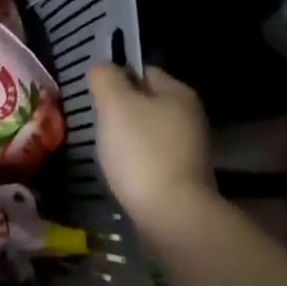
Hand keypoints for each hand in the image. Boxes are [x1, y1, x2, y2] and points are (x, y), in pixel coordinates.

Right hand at [88, 64, 213, 238]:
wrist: (172, 216)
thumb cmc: (142, 151)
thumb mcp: (115, 103)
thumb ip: (105, 78)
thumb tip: (102, 69)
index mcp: (179, 93)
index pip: (142, 71)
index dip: (116, 79)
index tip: (95, 97)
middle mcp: (191, 118)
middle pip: (145, 103)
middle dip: (120, 111)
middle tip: (97, 124)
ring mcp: (190, 151)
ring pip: (147, 132)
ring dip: (126, 138)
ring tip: (108, 151)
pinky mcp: (184, 179)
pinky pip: (152, 158)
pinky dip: (136, 162)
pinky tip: (123, 173)